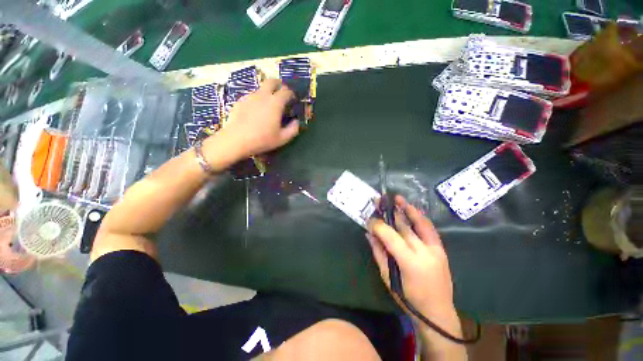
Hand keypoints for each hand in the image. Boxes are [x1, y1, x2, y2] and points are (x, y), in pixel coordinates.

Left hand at [217, 79, 299, 159]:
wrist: (236, 140)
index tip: (293, 99)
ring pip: (261, 89)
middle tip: (281, 92)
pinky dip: (257, 100)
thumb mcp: (282, 138)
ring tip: (268, 105)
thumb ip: (293, 129)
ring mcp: (250, 97)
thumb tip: (296, 121)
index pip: (286, 91)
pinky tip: (256, 111)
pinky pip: (251, 96)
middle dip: (279, 84)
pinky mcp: (240, 101)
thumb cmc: (262, 139)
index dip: (291, 93)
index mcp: (275, 103)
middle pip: (272, 82)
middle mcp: (263, 95)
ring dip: (267, 93)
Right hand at [367, 196, 455, 318]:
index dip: (378, 225)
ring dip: (408, 209)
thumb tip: (369, 234)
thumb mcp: (388, 277)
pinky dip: (420, 217)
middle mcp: (424, 252)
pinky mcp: (441, 249)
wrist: (438, 311)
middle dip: (389, 213)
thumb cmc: (408, 297)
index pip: (390, 236)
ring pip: (420, 224)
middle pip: (404, 227)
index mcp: (409, 262)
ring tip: (398, 198)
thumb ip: (378, 253)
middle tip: (379, 202)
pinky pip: (430, 229)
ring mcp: (435, 249)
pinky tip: (413, 210)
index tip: (369, 220)